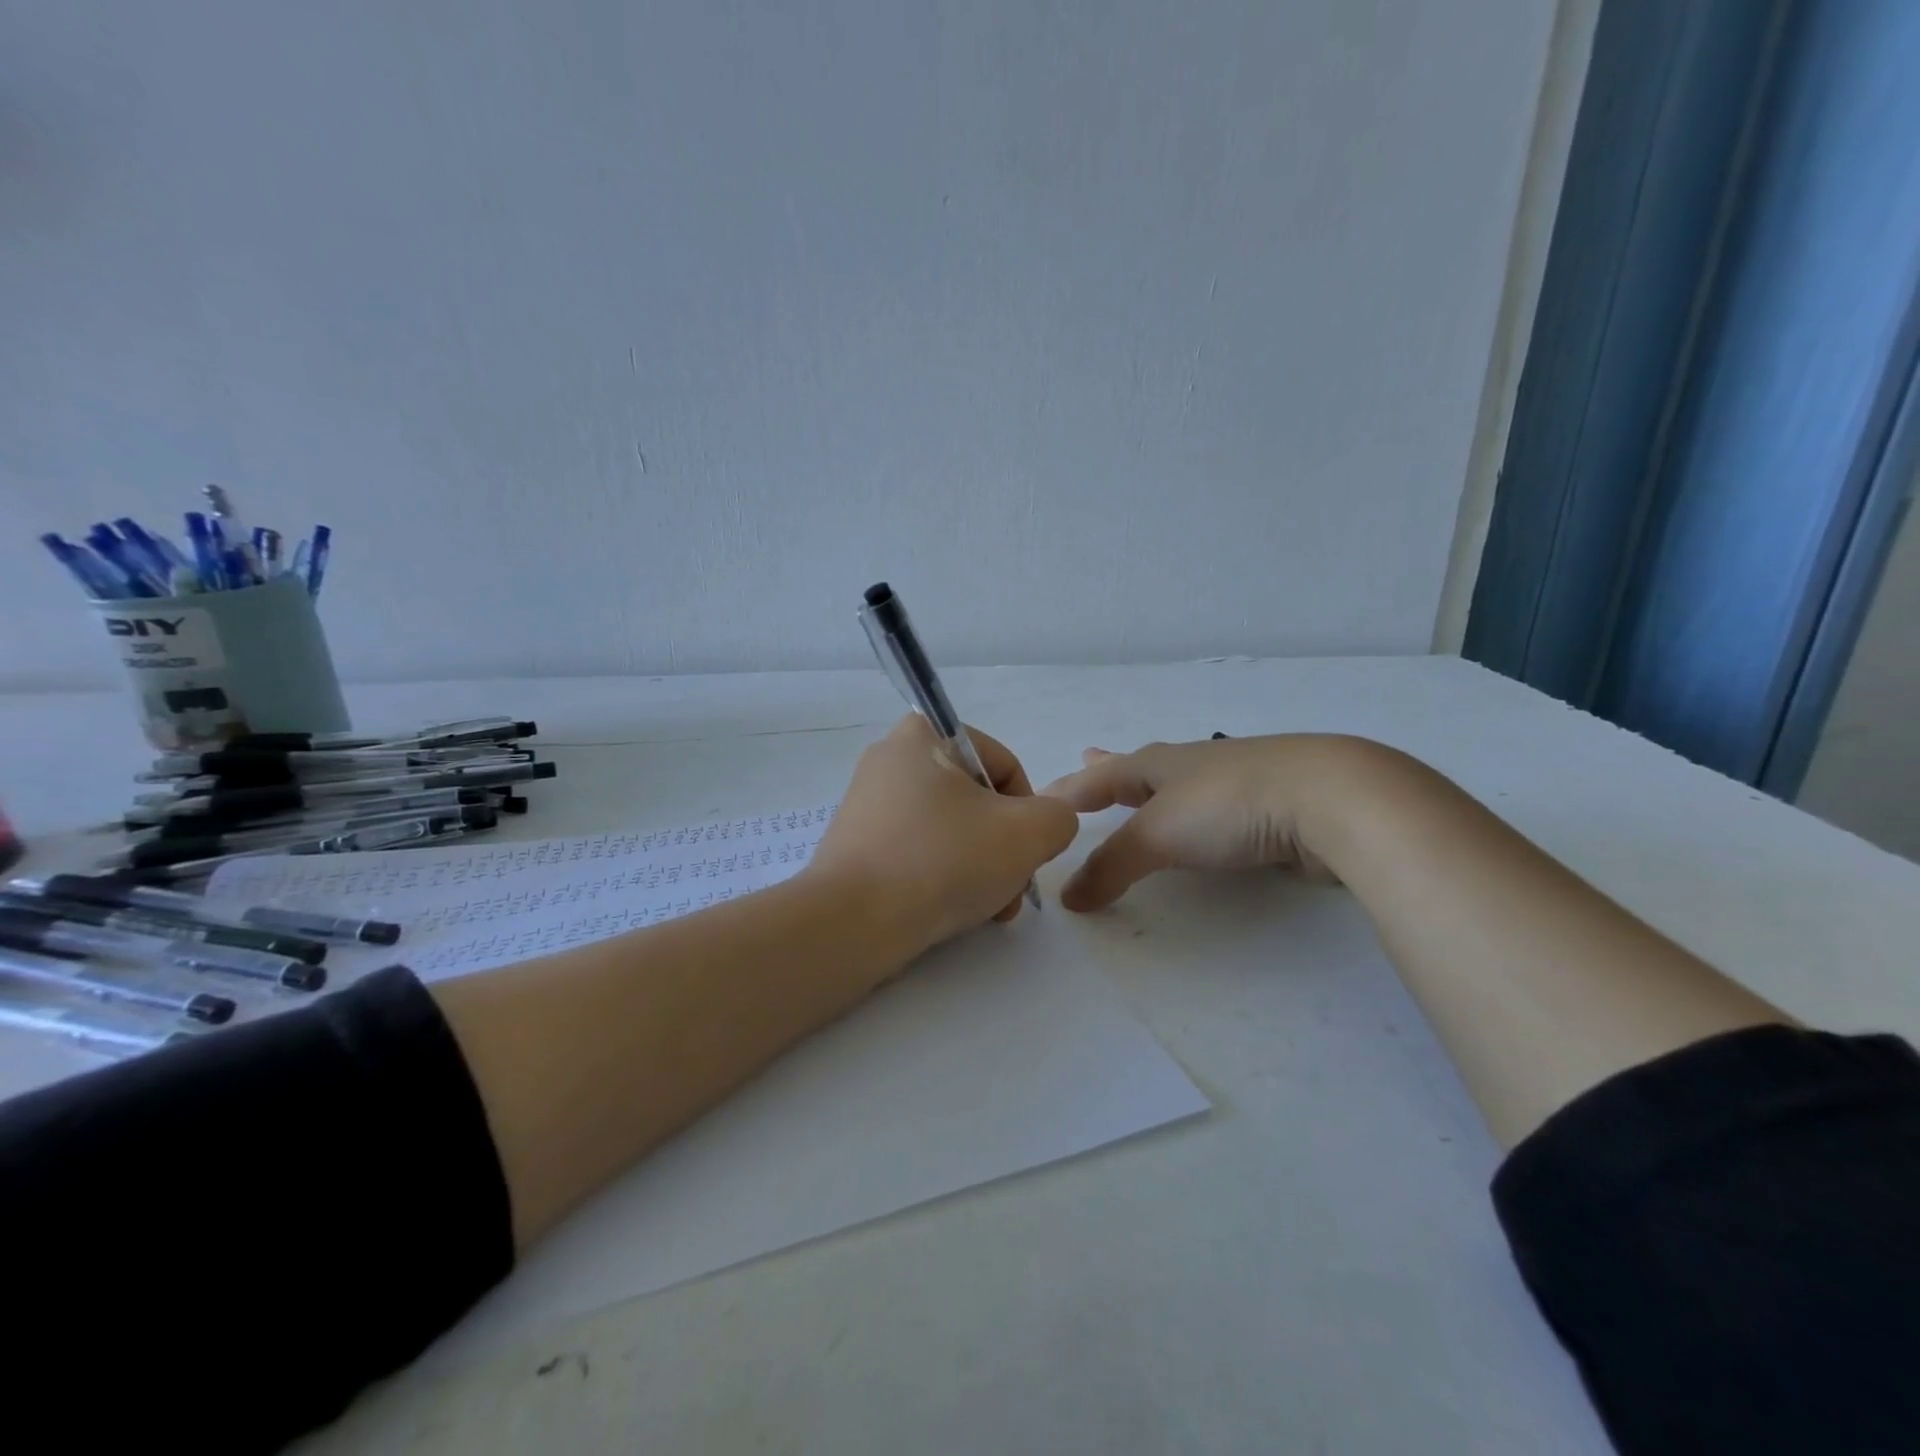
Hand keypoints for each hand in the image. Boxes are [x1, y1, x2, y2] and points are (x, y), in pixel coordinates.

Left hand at [810, 715, 1079, 953]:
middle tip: (1013, 890)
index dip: (1029, 811)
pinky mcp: (856, 842)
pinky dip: (942, 875)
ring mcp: (868, 802)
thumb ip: (1058, 817)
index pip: (1003, 764)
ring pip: (950, 829)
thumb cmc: (942, 860)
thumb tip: (1047, 824)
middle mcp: (891, 758)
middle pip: (977, 800)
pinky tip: (954, 911)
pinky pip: (917, 849)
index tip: (1028, 853)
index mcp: (924, 734)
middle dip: (1004, 847)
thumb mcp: (1027, 834)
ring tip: (989, 909)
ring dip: (980, 866)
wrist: (852, 922)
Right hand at [1041, 735, 1379, 910]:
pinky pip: (1217, 813)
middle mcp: (1191, 766)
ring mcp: (1234, 783)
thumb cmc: (1228, 805)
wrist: (1330, 799)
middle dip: (1111, 768)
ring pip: (1180, 787)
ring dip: (1154, 791)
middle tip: (1087, 756)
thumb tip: (1067, 898)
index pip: (1099, 776)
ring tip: (1141, 794)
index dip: (1069, 790)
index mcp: (1157, 764)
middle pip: (1139, 767)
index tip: (1041, 799)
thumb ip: (1110, 867)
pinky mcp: (1270, 807)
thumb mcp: (1157, 835)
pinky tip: (1207, 825)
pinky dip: (1198, 817)